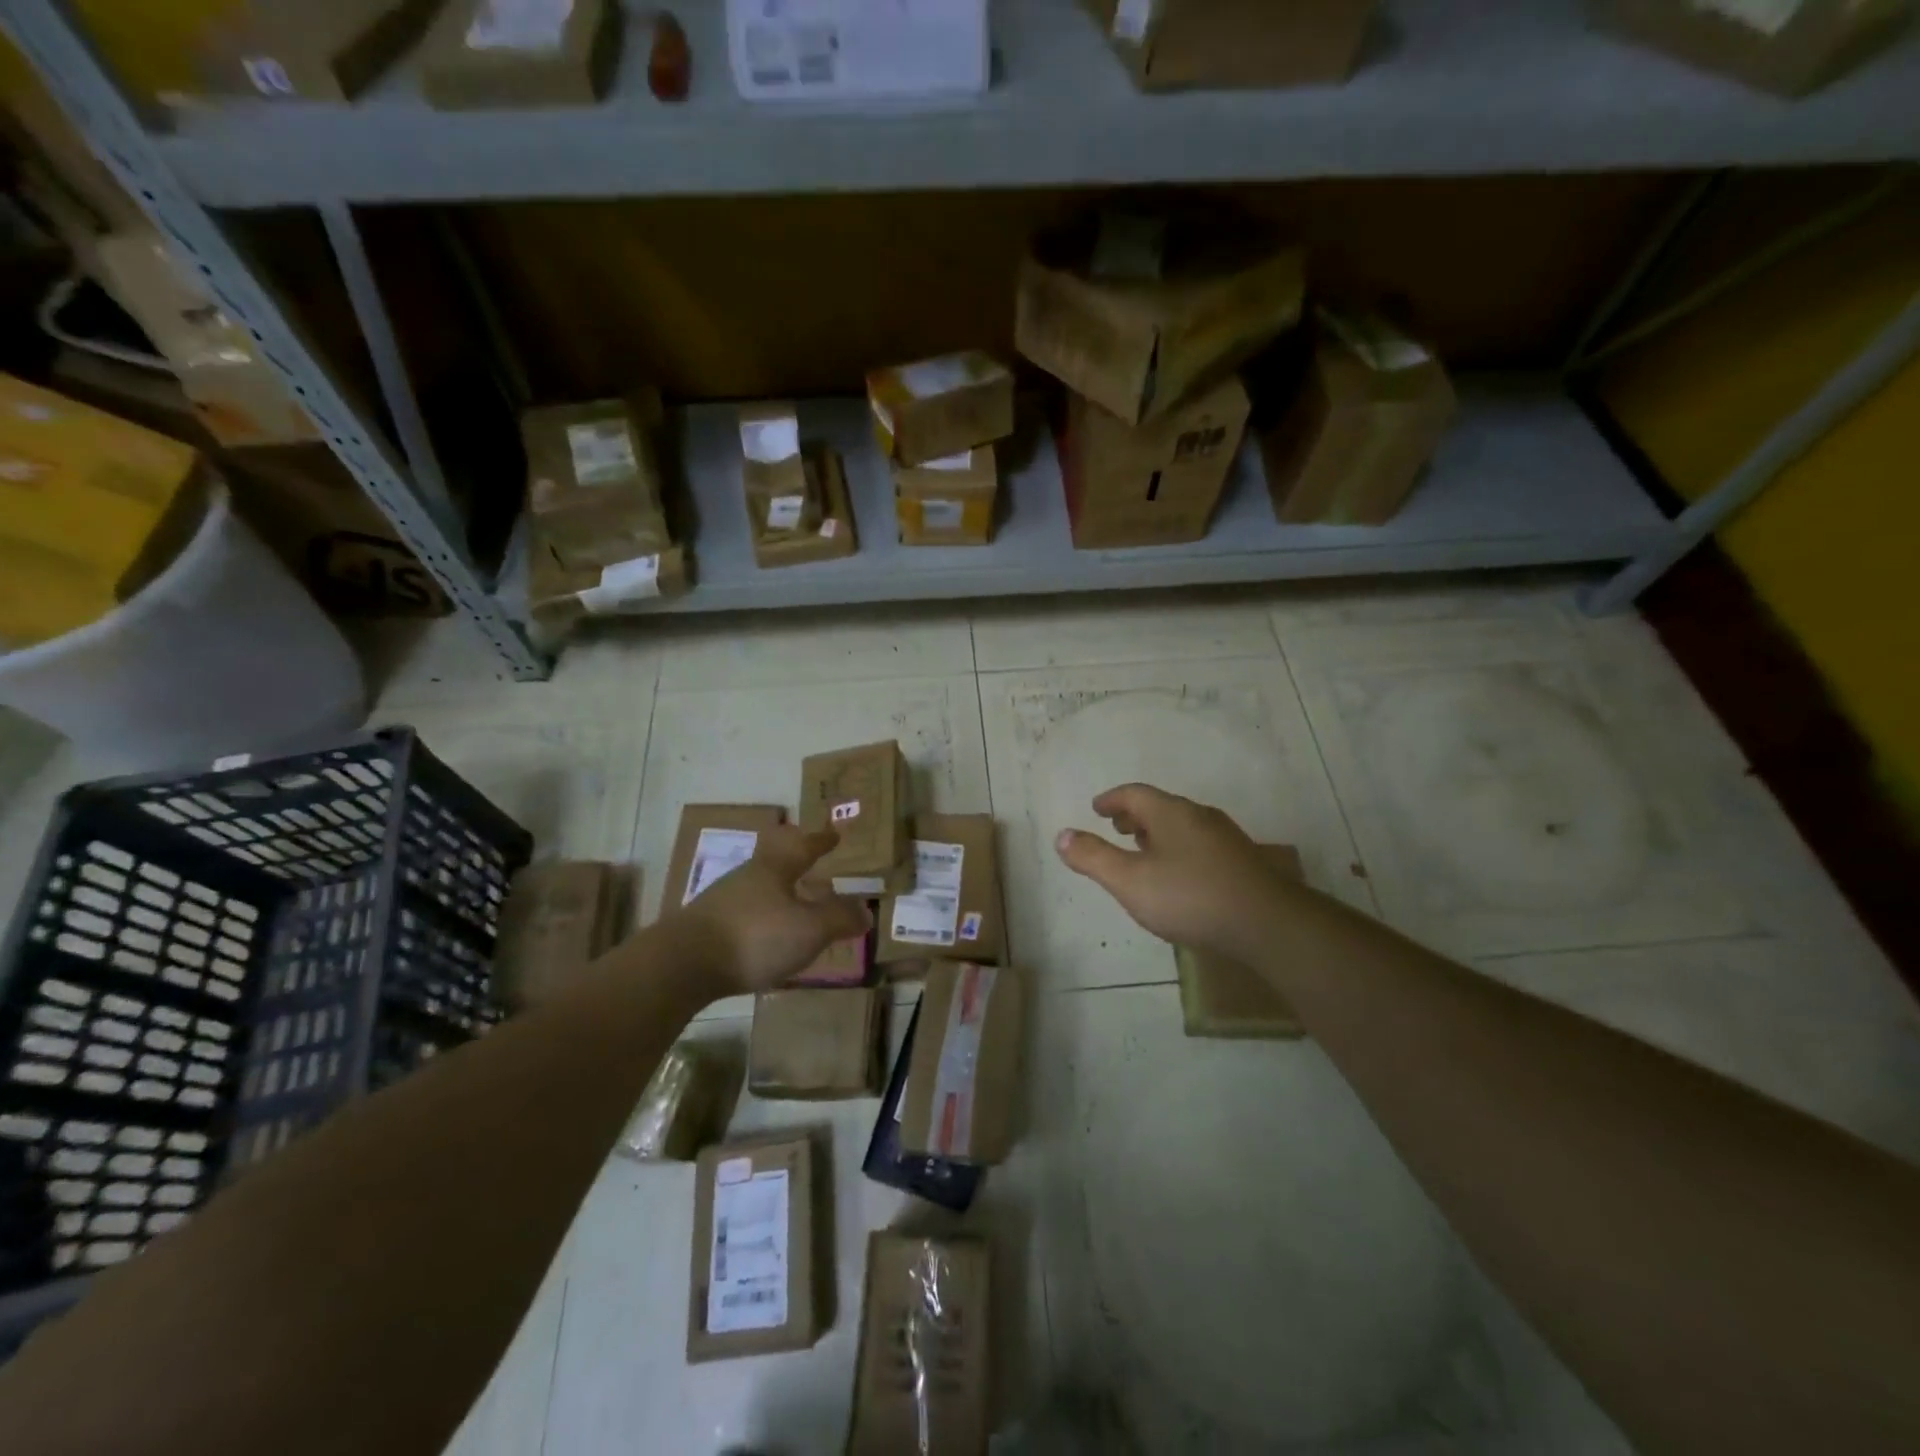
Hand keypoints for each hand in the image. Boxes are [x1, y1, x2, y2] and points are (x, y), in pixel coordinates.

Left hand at [672, 825, 871, 995]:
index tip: (833, 834)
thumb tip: (865, 910)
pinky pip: (743, 916)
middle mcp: (747, 876)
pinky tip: (765, 938)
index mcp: (774, 868)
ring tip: (794, 909)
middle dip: (796, 867)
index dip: (821, 841)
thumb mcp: (809, 929)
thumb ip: (839, 918)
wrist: (682, 964)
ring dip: (778, 896)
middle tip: (814, 870)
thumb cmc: (755, 936)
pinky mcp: (704, 928)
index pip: (804, 847)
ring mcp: (721, 901)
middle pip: (776, 864)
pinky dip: (761, 921)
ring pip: (758, 890)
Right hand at [1056, 784, 1292, 962]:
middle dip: (1135, 816)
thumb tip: (1061, 835)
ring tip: (1144, 851)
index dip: (1112, 799)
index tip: (1097, 808)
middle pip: (1160, 807)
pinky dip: (1179, 849)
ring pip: (1183, 826)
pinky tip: (1179, 876)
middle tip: (1117, 828)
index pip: (1134, 794)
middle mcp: (1199, 816)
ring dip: (1158, 833)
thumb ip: (1093, 858)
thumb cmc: (1190, 896)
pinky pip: (1200, 844)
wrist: (1267, 923)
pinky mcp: (1242, 862)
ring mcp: (1225, 838)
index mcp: (1170, 813)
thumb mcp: (1129, 881)